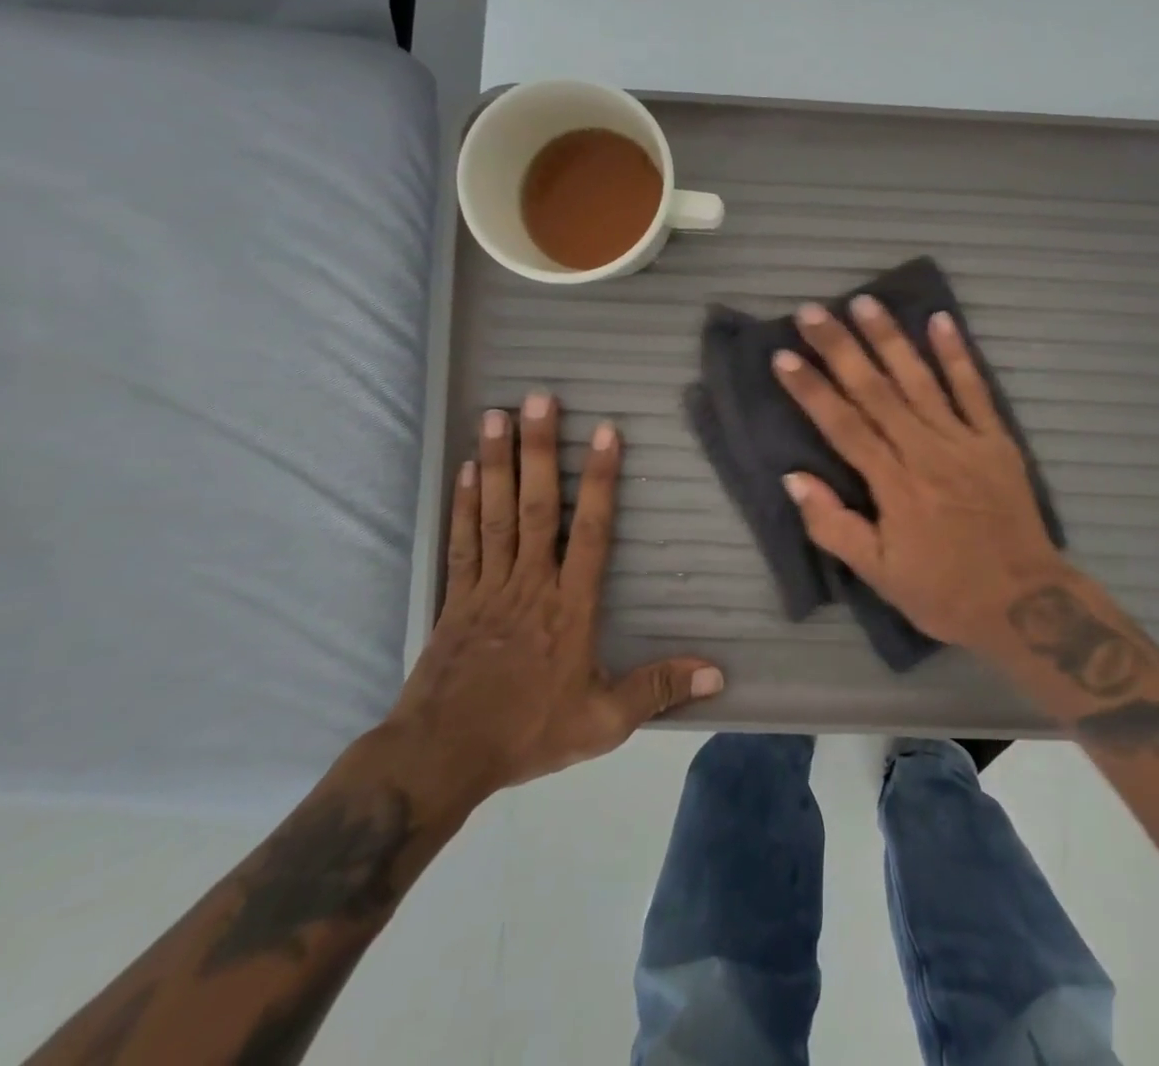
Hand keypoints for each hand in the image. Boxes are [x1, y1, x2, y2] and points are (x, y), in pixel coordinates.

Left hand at [388, 396, 722, 806]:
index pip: (590, 530)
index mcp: (569, 605)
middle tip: (539, 399)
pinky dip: (464, 502)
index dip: (599, 480)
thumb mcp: (603, 720)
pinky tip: (468, 468)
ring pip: (496, 513)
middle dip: (539, 450)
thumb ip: (658, 688)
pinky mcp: (455, 598)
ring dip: (498, 462)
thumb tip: (717, 674)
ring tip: (498, 414)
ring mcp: (488, 585)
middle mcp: (530, 582)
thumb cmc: (528, 732)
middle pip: (536, 506)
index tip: (604, 433)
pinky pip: (463, 541)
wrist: (440, 758)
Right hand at [772, 297, 1067, 649]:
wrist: (1025, 602)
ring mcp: (964, 441)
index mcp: (894, 485)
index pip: (843, 425)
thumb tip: (794, 478)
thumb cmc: (943, 592)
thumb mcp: (878, 574)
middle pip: (876, 391)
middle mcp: (925, 451)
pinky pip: (975, 390)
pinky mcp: (996, 440)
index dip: (811, 389)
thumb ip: (834, 526)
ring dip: (891, 339)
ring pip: (921, 380)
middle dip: (841, 348)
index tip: (784, 356)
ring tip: (865, 302)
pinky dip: (958, 355)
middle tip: (812, 311)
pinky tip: (941, 320)